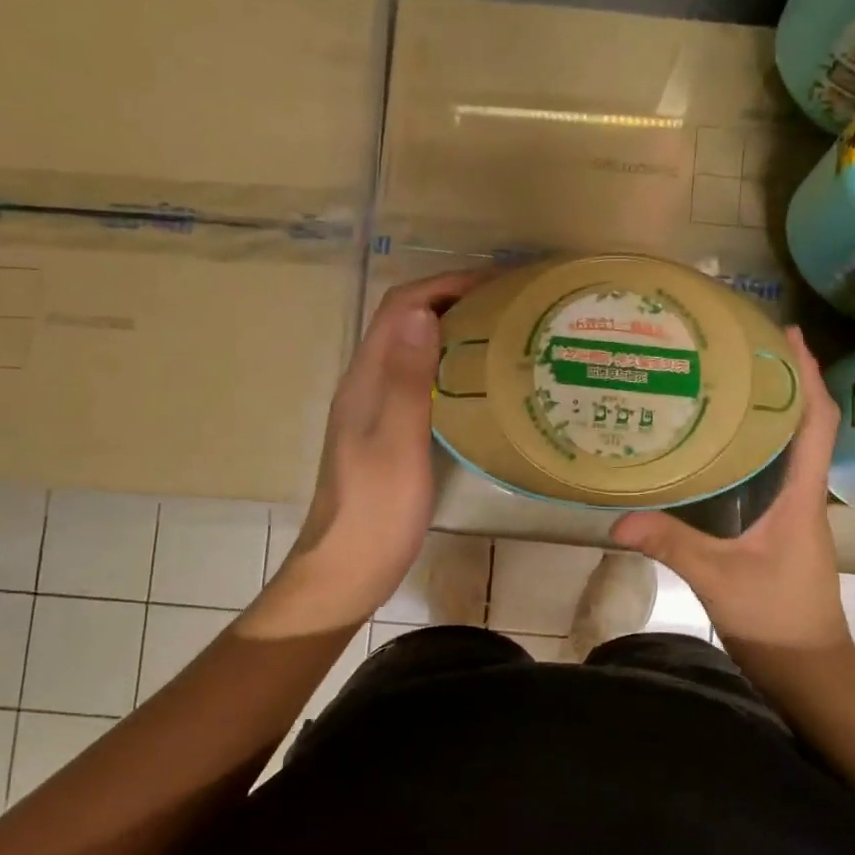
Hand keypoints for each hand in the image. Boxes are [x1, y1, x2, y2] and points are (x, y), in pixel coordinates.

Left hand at [258, 270, 484, 629]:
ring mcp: (374, 409)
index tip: (497, 284)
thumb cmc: (375, 510)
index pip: (400, 307)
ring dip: (451, 331)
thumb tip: (421, 311)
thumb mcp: (396, 442)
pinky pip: (418, 380)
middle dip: (452, 301)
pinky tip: (477, 384)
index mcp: (365, 379)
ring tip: (502, 334)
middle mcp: (366, 384)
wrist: (345, 569)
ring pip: (412, 350)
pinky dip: (448, 366)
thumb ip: (406, 378)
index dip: (444, 285)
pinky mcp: (387, 433)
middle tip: (509, 306)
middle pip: (405, 322)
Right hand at [611, 327, 853, 669]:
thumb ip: (671, 545)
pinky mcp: (779, 530)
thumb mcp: (718, 579)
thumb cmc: (777, 620)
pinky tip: (721, 448)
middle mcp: (803, 497)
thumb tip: (618, 520)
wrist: (808, 670)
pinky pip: (773, 475)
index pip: (815, 423)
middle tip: (745, 349)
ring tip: (731, 384)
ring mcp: (794, 514)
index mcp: (801, 498)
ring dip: (771, 414)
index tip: (789, 336)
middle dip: (785, 382)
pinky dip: (755, 449)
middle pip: (804, 426)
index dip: (807, 376)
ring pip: (789, 450)